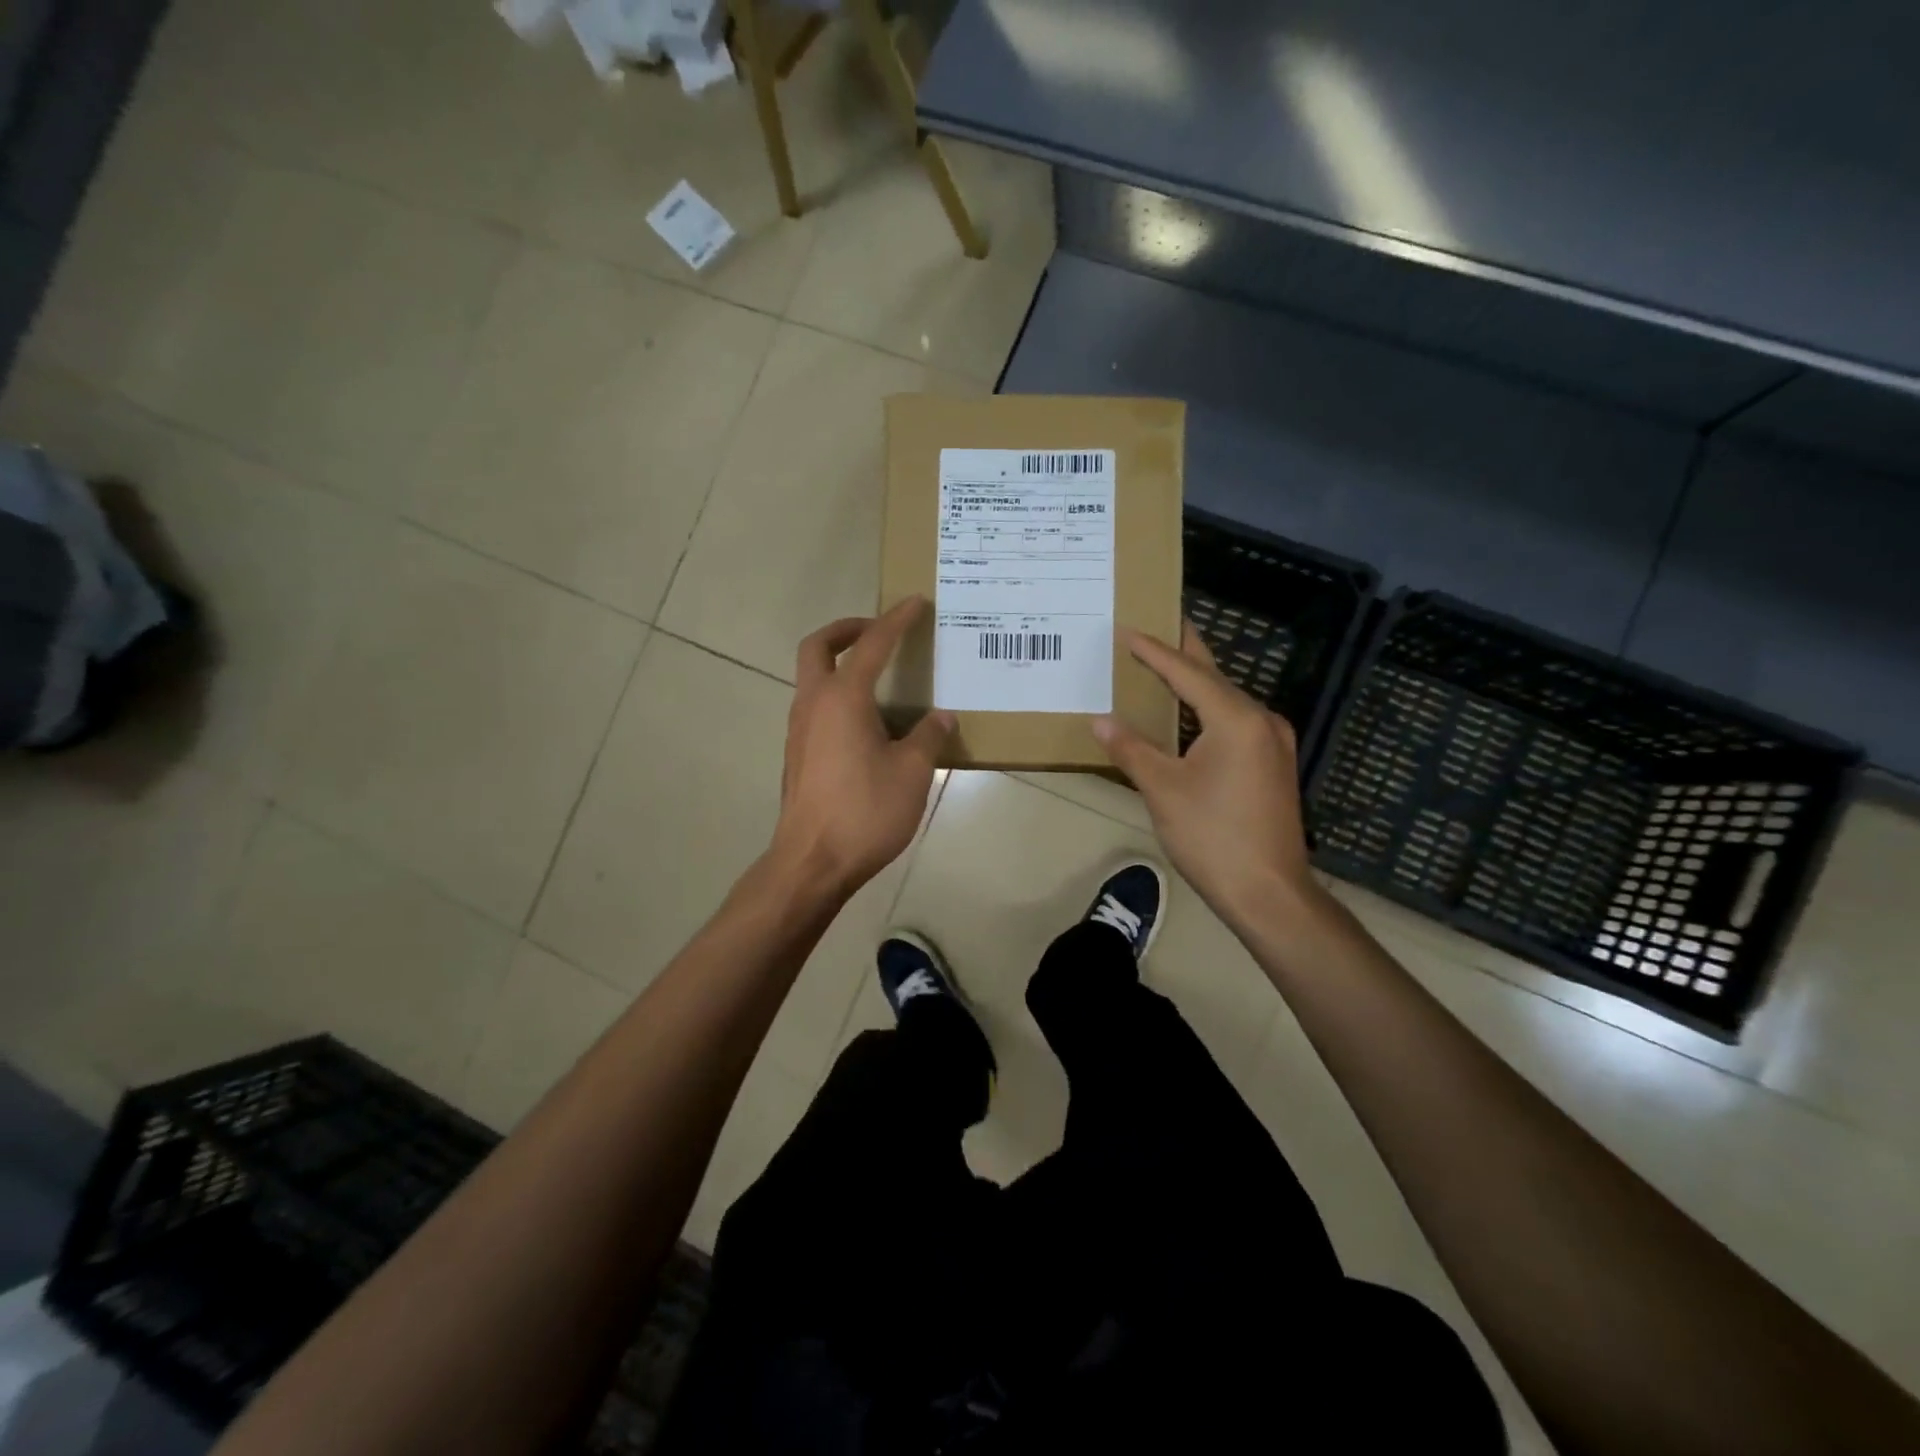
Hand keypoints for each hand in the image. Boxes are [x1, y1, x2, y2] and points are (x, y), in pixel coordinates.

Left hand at [770, 598, 952, 899]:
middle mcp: (813, 704)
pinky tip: (867, 723)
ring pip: (812, 678)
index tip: (915, 603)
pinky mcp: (797, 755)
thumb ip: (928, 738)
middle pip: (818, 647)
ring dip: (839, 665)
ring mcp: (799, 730)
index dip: (895, 620)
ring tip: (879, 679)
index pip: (872, 645)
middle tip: (876, 631)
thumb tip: (941, 717)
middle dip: (846, 629)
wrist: (812, 863)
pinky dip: (836, 695)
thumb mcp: (912, 773)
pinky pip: (815, 707)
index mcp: (843, 699)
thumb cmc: (864, 812)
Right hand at [1092, 624, 1317, 925]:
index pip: (1188, 673)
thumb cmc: (1213, 837)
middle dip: (1184, 651)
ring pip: (1227, 700)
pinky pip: (1236, 722)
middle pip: (1215, 676)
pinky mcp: (1273, 765)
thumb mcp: (1163, 790)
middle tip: (1159, 622)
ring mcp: (1274, 743)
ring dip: (1196, 682)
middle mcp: (1262, 721)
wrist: (1269, 893)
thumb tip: (1100, 720)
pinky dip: (1208, 710)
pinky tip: (1189, 714)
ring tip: (1166, 663)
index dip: (1155, 652)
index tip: (1128, 630)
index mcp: (1236, 719)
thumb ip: (1131, 749)